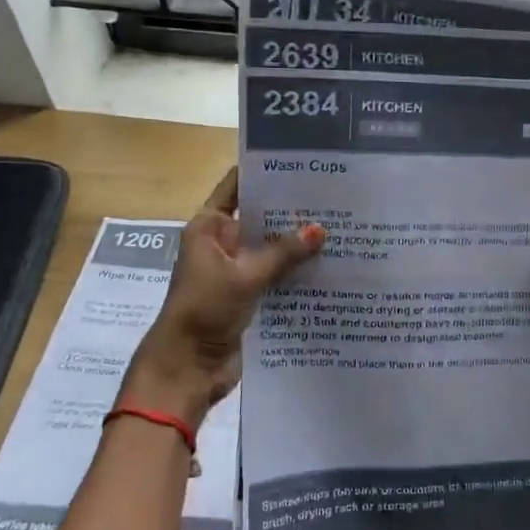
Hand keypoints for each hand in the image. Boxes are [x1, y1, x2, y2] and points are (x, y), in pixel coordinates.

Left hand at [117, 169, 324, 428]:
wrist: (186, 369)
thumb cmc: (204, 311)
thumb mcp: (245, 277)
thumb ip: (283, 253)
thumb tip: (321, 230)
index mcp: (209, 227)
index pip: (237, 186)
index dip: (264, 170)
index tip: (302, 160)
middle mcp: (223, 243)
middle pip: (260, 216)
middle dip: (292, 208)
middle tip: (335, 194)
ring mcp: (237, 270)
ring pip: (273, 248)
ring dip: (299, 242)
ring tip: (342, 225)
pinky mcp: (250, 295)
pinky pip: (278, 275)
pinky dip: (298, 270)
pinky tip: (332, 263)